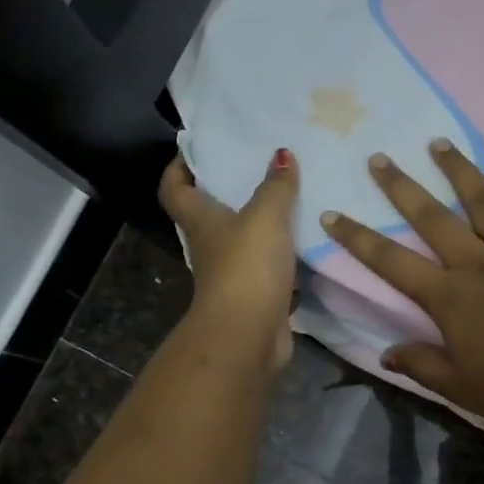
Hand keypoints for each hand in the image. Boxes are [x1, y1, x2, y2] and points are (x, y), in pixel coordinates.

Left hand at [160, 149, 299, 369]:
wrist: (249, 334)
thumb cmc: (246, 267)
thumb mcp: (265, 217)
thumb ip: (275, 186)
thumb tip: (281, 154)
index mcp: (200, 220)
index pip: (174, 188)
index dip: (179, 167)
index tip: (199, 149)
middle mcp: (211, 245)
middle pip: (211, 213)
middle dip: (230, 191)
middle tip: (260, 165)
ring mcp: (232, 273)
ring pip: (244, 240)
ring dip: (263, 224)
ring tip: (293, 197)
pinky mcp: (256, 295)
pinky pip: (270, 267)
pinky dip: (285, 256)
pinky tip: (309, 241)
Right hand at [321, 141, 483, 435]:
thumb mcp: (456, 386)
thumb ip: (419, 363)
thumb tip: (386, 353)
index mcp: (448, 296)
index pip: (391, 261)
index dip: (358, 238)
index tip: (332, 213)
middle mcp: (477, 264)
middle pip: (432, 218)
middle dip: (401, 187)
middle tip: (379, 158)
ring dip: (460, 171)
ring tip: (439, 143)